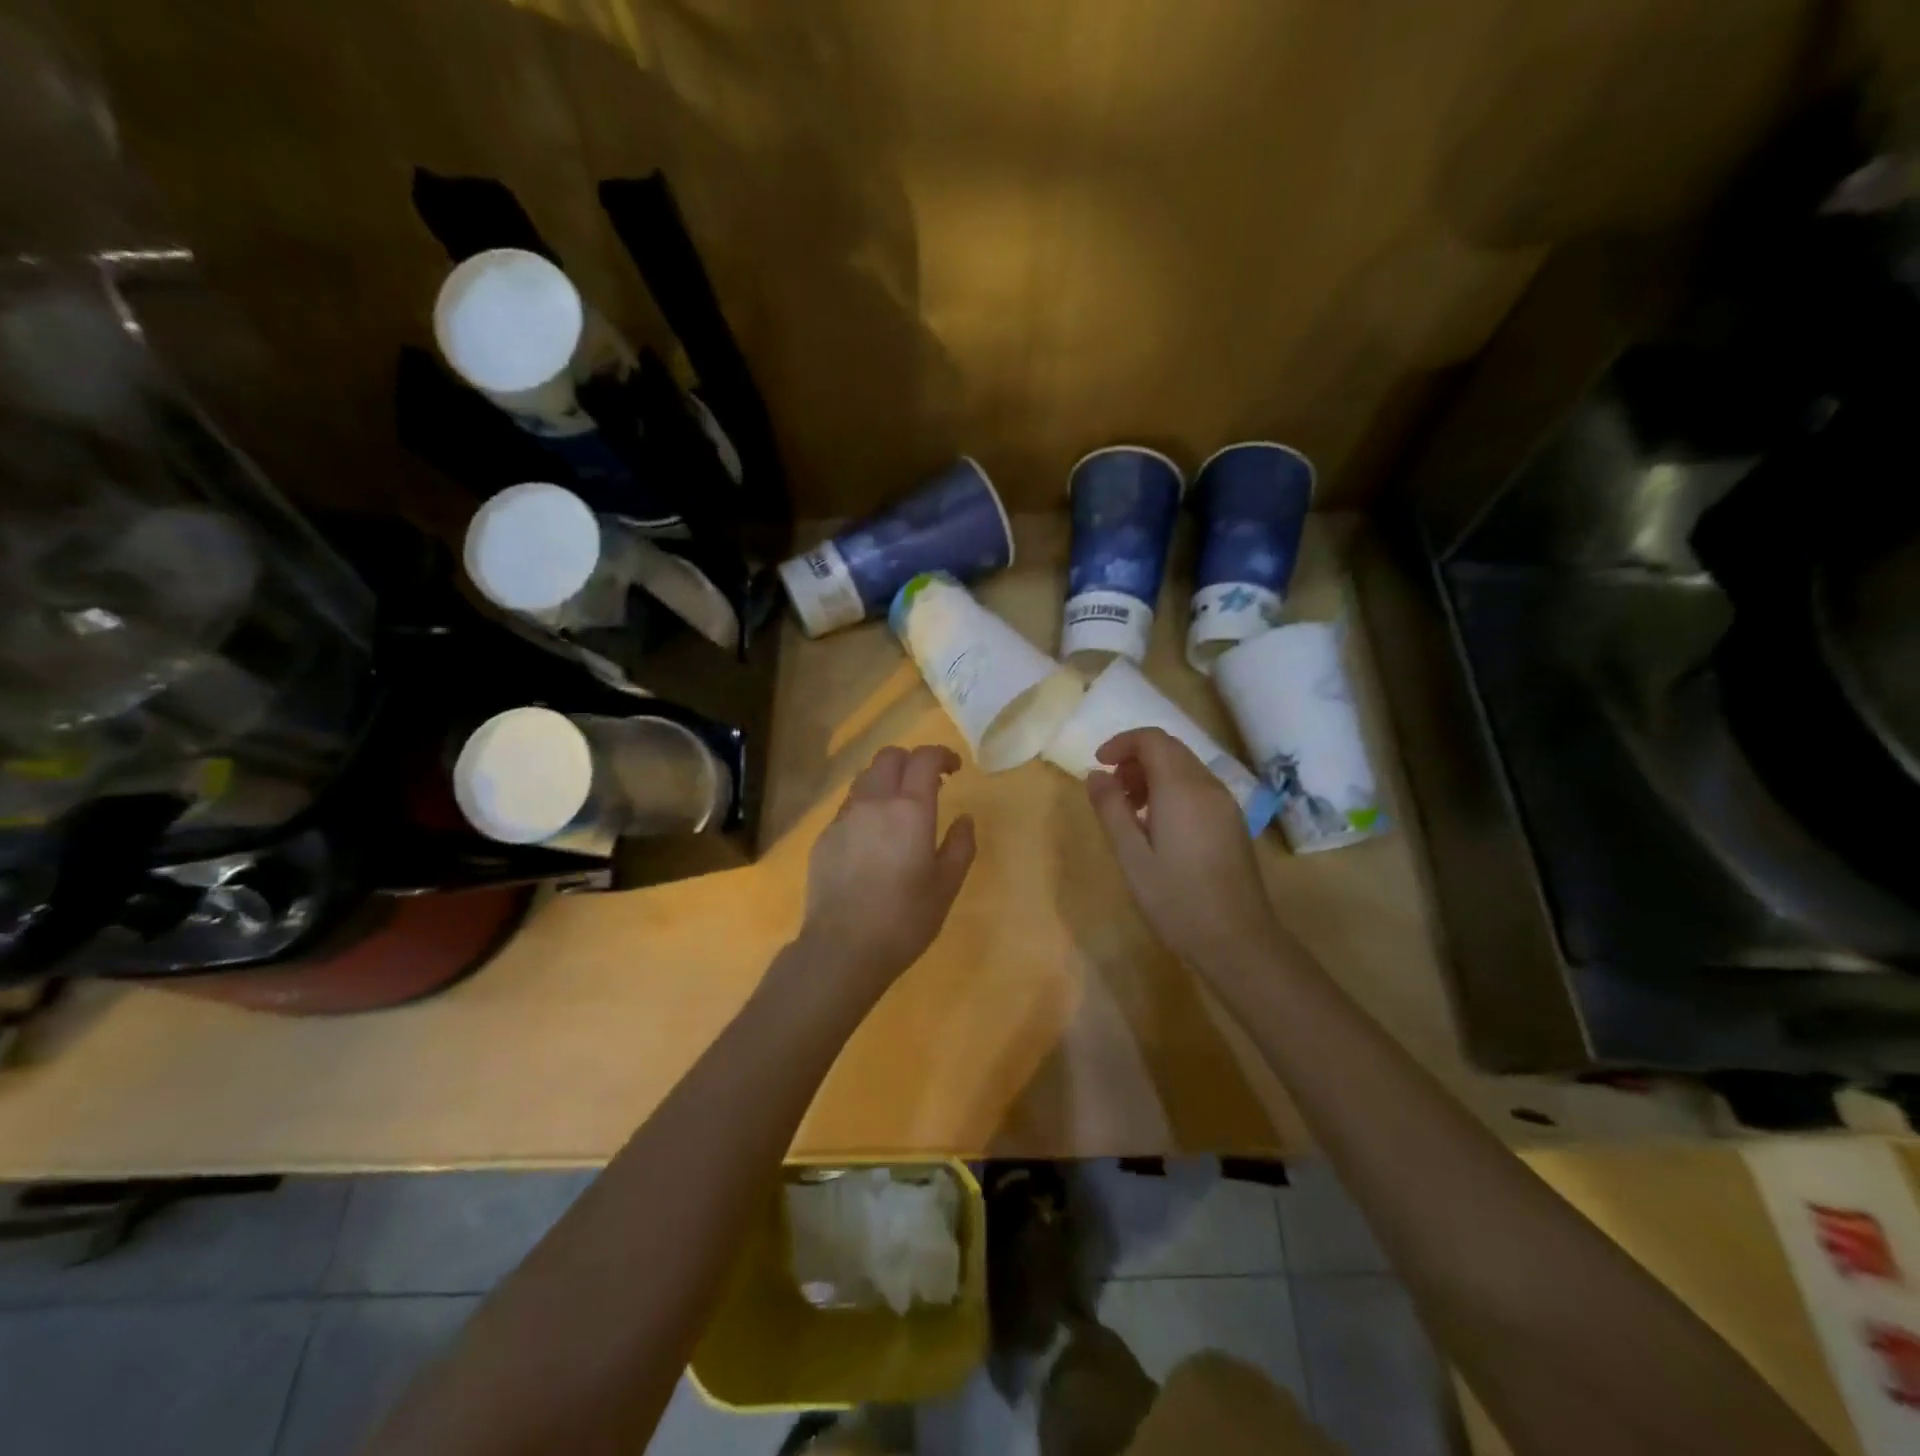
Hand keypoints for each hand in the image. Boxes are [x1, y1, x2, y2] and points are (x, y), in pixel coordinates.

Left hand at [798, 745, 976, 1001]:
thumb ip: (961, 845)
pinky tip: (873, 838)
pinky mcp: (824, 837)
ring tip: (899, 808)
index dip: (942, 755)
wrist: (843, 948)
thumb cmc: (905, 919)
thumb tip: (965, 818)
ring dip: (886, 780)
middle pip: (889, 757)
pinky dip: (866, 806)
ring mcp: (844, 818)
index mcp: (910, 809)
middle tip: (928, 784)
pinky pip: (848, 806)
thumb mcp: (947, 885)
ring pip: (864, 778)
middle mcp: (874, 802)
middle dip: (912, 761)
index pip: (924, 758)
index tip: (955, 769)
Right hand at [1087, 728, 1279, 977]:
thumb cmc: (1175, 899)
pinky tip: (1157, 827)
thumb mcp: (1131, 855)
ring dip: (1153, 775)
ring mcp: (1225, 804)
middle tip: (1111, 790)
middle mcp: (1208, 786)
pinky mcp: (1232, 823)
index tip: (1098, 765)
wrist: (1237, 940)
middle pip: (1170, 749)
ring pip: (1185, 768)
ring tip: (1129, 810)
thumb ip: (1111, 809)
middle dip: (1136, 759)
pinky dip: (1172, 790)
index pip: (1152, 739)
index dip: (1121, 743)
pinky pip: (1198, 788)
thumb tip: (1096, 775)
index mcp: (1182, 789)